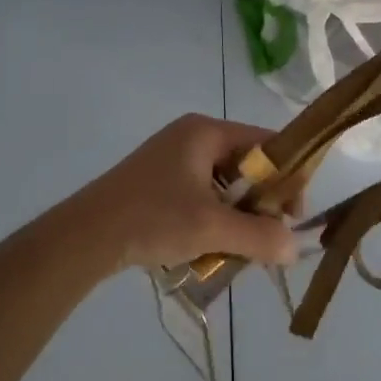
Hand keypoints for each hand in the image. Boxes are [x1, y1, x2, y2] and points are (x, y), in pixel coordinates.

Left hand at [78, 115, 299, 270]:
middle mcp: (191, 137)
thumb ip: (259, 236)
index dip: (287, 176)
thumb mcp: (212, 228)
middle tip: (269, 237)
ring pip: (223, 185)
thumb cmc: (152, 218)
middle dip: (260, 202)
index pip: (266, 143)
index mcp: (205, 132)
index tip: (293, 214)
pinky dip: (213, 219)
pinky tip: (212, 248)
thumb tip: (294, 248)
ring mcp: (172, 159)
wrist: (86, 236)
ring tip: (241, 248)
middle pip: (245, 165)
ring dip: (237, 215)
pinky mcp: (158, 182)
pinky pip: (201, 195)